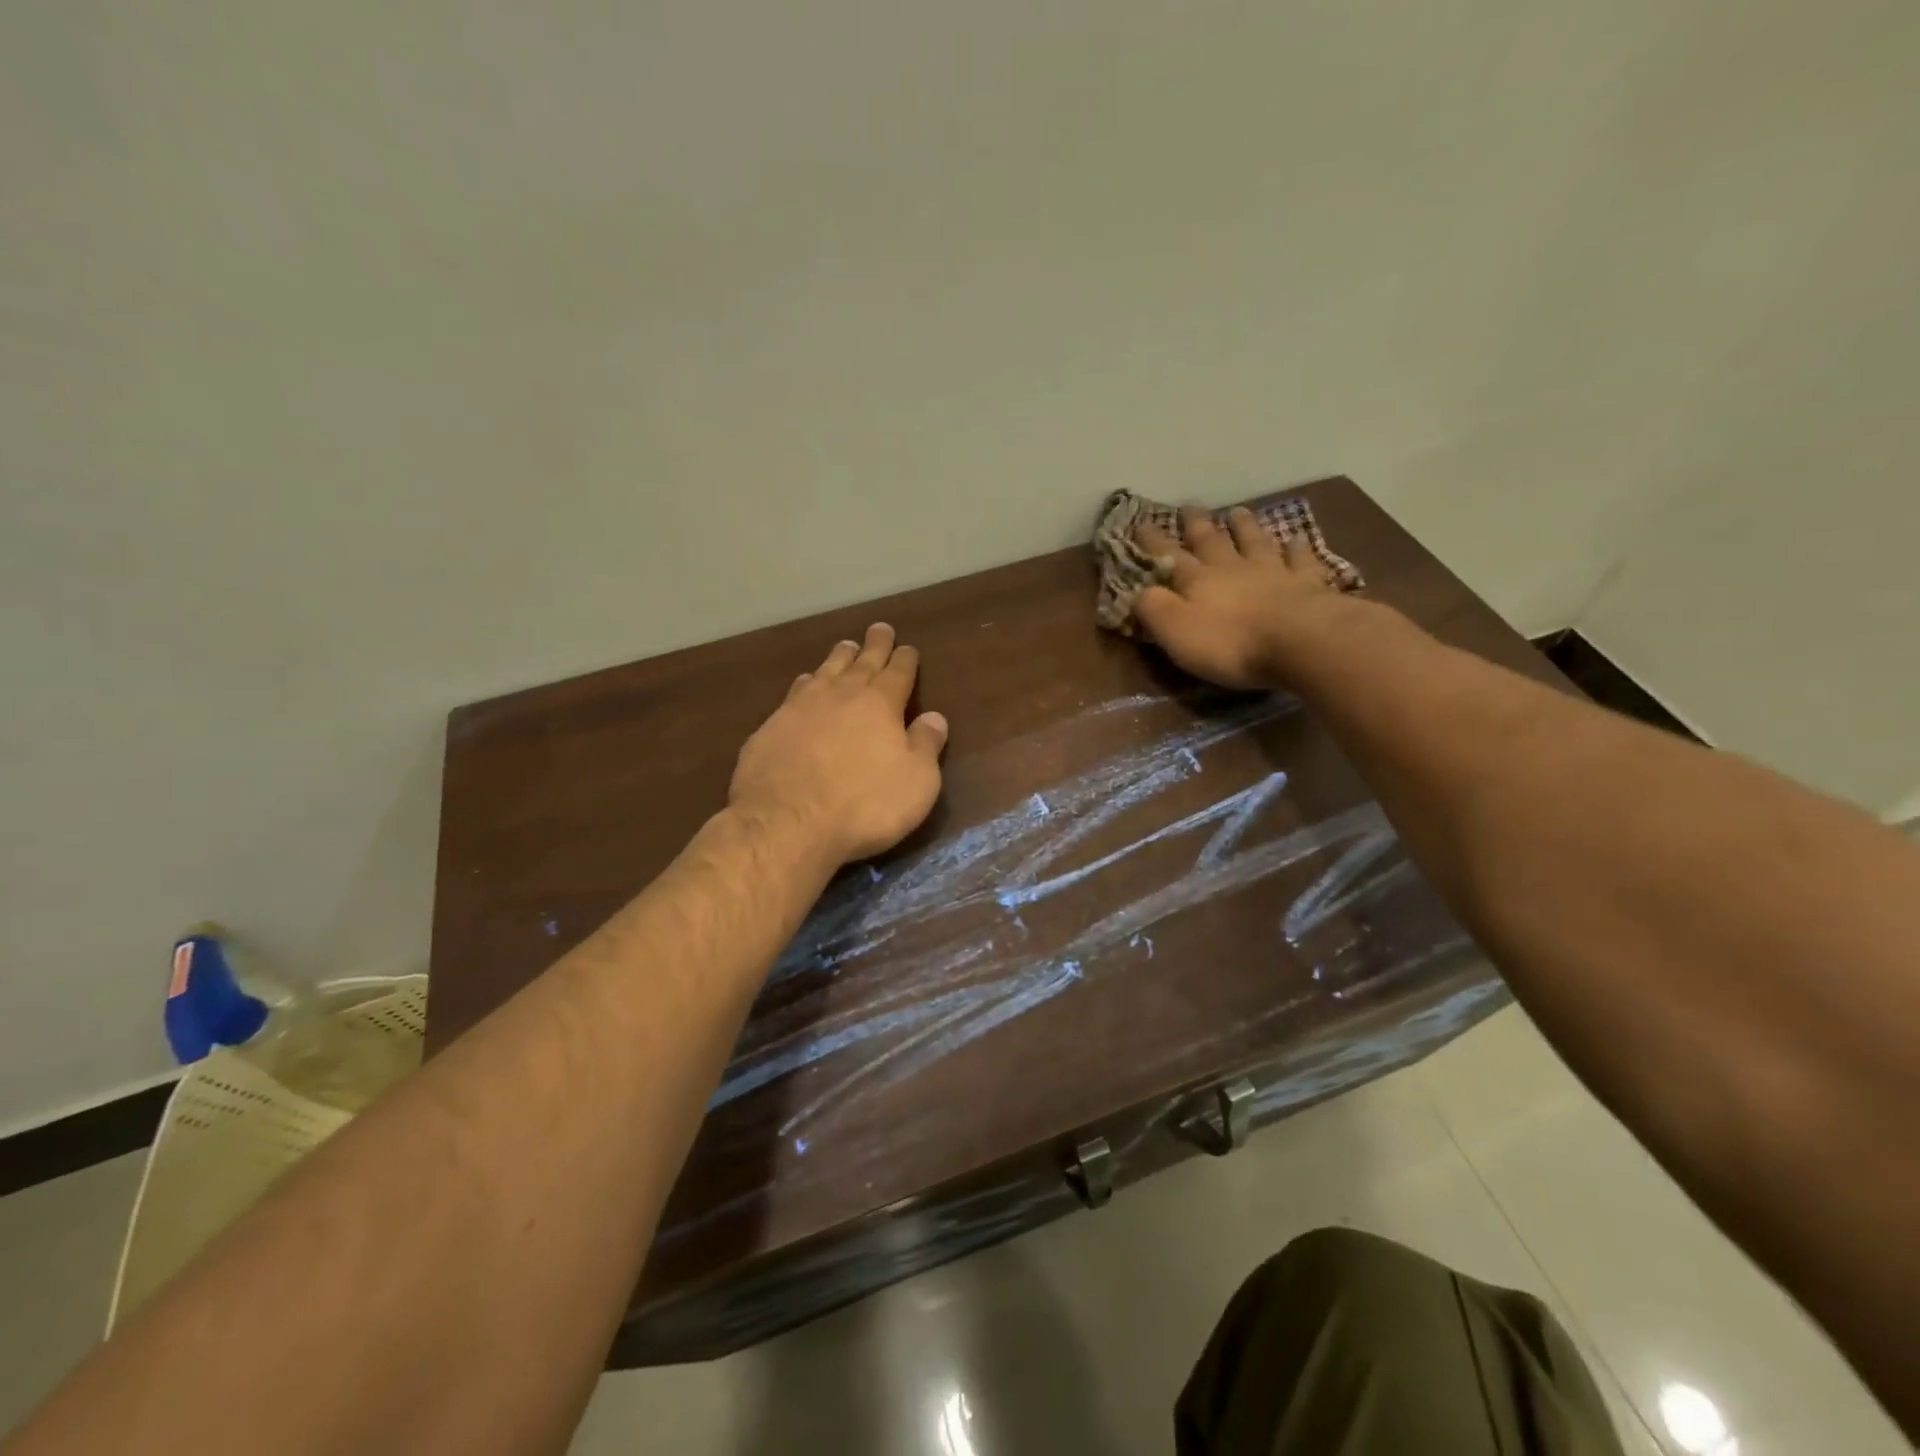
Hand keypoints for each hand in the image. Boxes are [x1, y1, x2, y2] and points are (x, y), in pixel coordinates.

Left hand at [730, 622, 948, 866]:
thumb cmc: (864, 804)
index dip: (905, 659)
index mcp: (880, 704)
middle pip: (861, 662)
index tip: (908, 648)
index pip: (898, 672)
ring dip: (838, 658)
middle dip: (874, 645)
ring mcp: (801, 707)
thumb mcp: (916, 781)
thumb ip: (926, 745)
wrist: (787, 822)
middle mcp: (841, 695)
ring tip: (845, 647)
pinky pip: (794, 693)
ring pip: (825, 671)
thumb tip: (935, 717)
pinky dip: (806, 683)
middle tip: (879, 628)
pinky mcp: (771, 727)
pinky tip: (804, 684)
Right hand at [1135, 506, 1338, 688]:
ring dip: (1244, 526)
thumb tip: (1138, 591)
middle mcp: (1232, 568)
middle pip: (1212, 541)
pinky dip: (1296, 547)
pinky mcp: (1307, 582)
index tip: (1141, 522)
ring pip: (1254, 541)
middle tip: (1190, 506)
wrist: (1300, 641)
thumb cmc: (1229, 643)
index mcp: (1197, 581)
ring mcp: (1273, 571)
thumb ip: (1153, 608)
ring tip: (1237, 511)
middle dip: (1197, 524)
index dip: (1153, 542)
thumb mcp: (1175, 631)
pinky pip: (1300, 559)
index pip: (1168, 557)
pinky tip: (1296, 538)